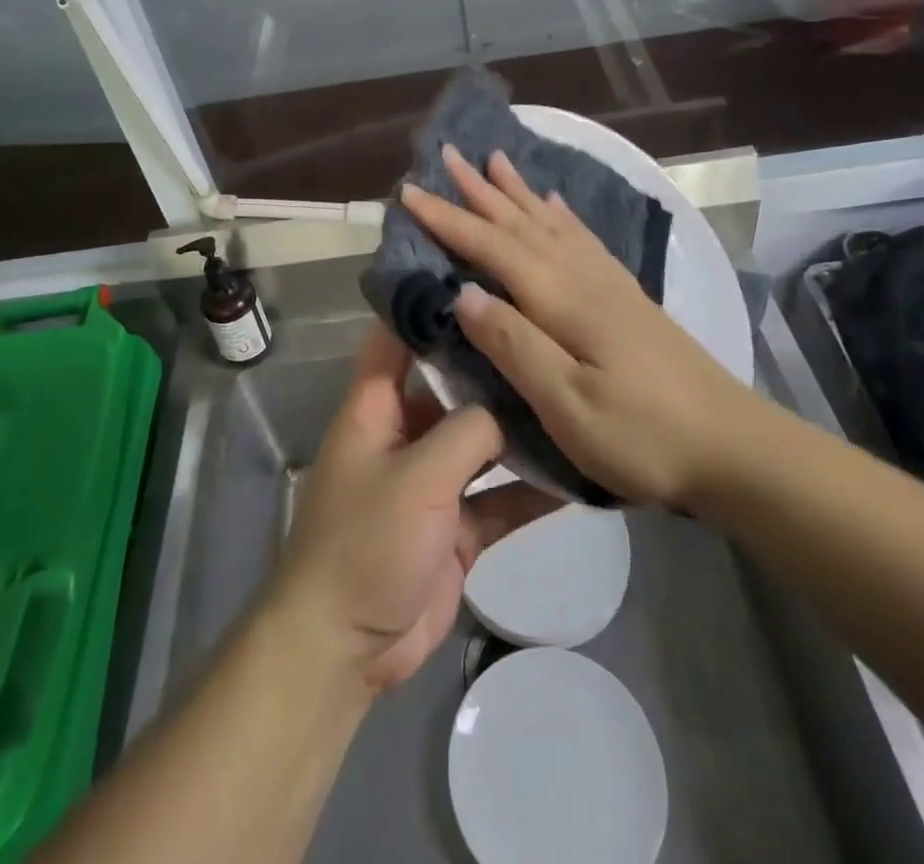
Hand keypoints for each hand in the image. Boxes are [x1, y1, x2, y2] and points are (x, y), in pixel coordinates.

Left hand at [268, 322, 547, 693]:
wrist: (346, 648)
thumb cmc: (365, 543)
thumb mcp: (417, 477)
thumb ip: (466, 432)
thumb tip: (507, 407)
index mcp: (375, 408)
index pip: (395, 337)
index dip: (426, 304)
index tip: (476, 274)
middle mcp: (403, 434)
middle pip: (449, 386)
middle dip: (491, 366)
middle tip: (546, 333)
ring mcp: (432, 481)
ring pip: (480, 442)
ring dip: (518, 429)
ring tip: (572, 396)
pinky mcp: (455, 526)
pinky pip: (499, 497)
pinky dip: (530, 490)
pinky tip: (577, 475)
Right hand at [399, 144, 759, 510]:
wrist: (735, 448)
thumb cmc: (645, 436)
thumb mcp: (568, 405)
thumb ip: (514, 345)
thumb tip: (461, 292)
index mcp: (562, 299)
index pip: (492, 246)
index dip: (448, 219)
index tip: (409, 190)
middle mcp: (583, 277)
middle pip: (521, 223)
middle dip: (479, 190)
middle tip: (449, 153)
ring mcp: (609, 284)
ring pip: (550, 223)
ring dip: (518, 192)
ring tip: (496, 160)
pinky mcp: (626, 298)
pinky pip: (582, 239)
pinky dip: (561, 215)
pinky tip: (554, 205)